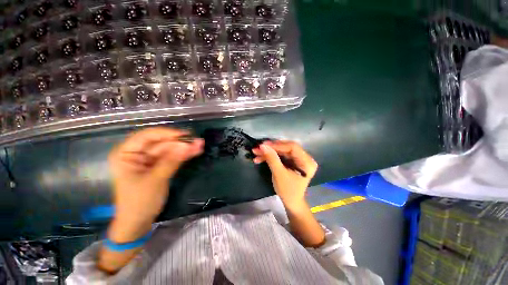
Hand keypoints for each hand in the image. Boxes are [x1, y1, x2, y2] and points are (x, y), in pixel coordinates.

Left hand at [108, 127, 203, 241]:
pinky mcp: (159, 166)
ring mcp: (150, 160)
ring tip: (200, 145)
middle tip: (198, 142)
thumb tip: (187, 146)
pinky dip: (184, 155)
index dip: (167, 134)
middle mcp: (137, 153)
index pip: (146, 136)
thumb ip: (171, 161)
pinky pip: (173, 157)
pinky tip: (195, 152)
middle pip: (162, 143)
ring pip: (170, 149)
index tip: (185, 135)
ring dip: (185, 148)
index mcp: (126, 154)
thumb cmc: (139, 202)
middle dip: (180, 143)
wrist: (139, 221)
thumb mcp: (155, 180)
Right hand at [252, 141, 317, 208]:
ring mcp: (298, 159)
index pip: (292, 147)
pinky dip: (270, 157)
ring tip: (256, 153)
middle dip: (271, 148)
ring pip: (281, 151)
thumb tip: (262, 146)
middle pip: (286, 147)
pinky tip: (260, 158)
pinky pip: (280, 156)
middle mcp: (304, 158)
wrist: (291, 202)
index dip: (277, 145)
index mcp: (307, 162)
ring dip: (268, 152)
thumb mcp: (279, 174)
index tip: (263, 145)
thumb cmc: (288, 191)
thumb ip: (272, 159)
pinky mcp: (291, 161)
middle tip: (258, 148)